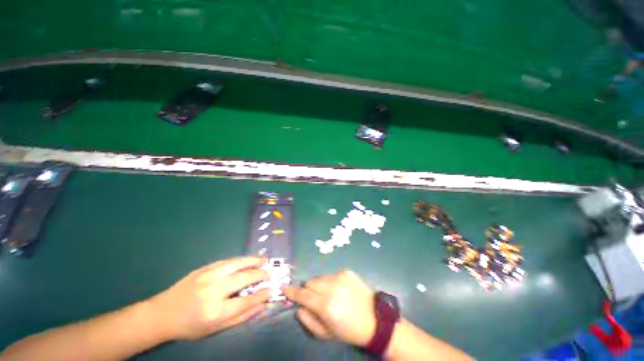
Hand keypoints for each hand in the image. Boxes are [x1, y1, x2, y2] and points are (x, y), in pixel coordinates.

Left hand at [147, 257, 270, 339]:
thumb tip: (262, 306)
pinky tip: (248, 260)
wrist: (162, 314)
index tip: (272, 290)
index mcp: (214, 311)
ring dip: (253, 261)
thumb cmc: (189, 326)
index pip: (245, 301)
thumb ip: (240, 317)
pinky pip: (227, 261)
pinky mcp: (204, 268)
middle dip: (260, 274)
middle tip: (270, 273)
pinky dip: (241, 260)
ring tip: (264, 260)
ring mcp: (207, 276)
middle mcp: (212, 291)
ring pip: (237, 264)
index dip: (262, 295)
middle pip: (243, 278)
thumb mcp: (214, 329)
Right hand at [283, 269, 375, 346]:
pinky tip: (340, 290)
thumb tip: (299, 307)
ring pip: (320, 278)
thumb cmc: (349, 330)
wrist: (374, 319)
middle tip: (315, 300)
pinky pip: (332, 275)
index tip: (284, 288)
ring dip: (320, 286)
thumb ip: (309, 320)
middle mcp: (332, 287)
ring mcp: (340, 276)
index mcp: (326, 305)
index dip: (292, 292)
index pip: (303, 295)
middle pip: (310, 282)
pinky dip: (331, 282)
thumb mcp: (327, 334)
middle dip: (308, 290)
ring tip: (330, 295)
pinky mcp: (347, 271)